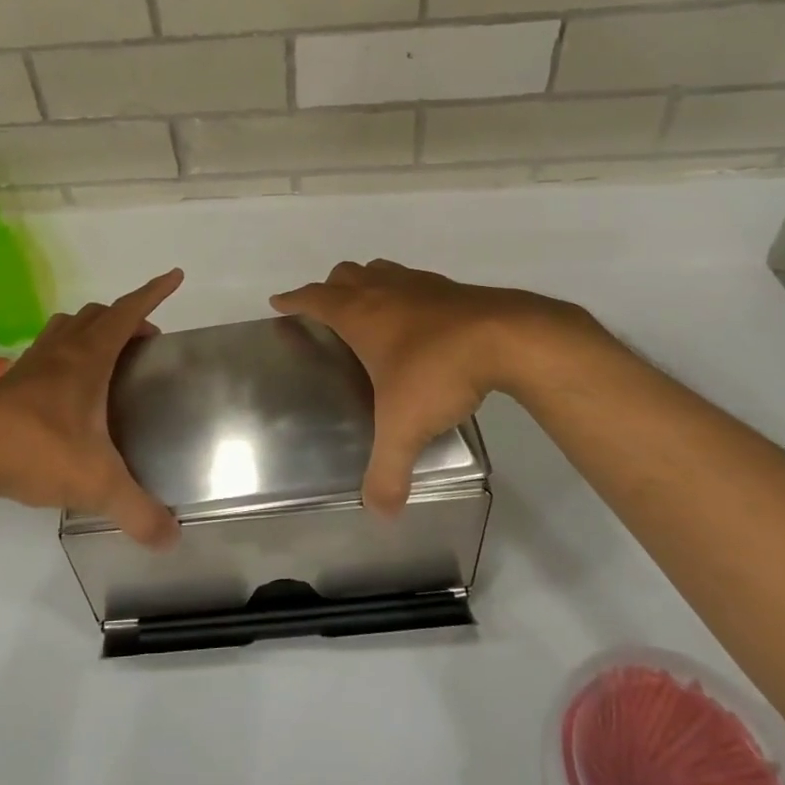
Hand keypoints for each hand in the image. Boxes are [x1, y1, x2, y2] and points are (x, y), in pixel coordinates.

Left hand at [0, 269, 183, 547]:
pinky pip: (48, 349)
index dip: (154, 292)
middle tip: (146, 344)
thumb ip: (138, 511)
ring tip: (109, 358)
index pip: (127, 312)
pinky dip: (67, 351)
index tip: (175, 276)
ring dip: (93, 329)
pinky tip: (68, 388)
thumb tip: (173, 539)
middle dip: (127, 319)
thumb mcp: (96, 484)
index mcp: (88, 358)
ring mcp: (33, 363)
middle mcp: (62, 350)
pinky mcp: (12, 382)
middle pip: (99, 314)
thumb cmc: (36, 453)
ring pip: (69, 326)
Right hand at [272, 260, 592, 514]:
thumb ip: (388, 471)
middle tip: (327, 312)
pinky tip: (420, 321)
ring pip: (380, 271)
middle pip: (345, 275)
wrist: (506, 337)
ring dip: (367, 284)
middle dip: (330, 289)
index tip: (279, 302)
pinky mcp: (451, 289)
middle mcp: (384, 291)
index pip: (315, 299)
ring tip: (370, 311)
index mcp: (360, 314)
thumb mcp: (405, 427)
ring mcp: (419, 285)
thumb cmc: (438, 371)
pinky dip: (405, 294)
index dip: (294, 300)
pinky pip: (415, 283)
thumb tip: (380, 512)